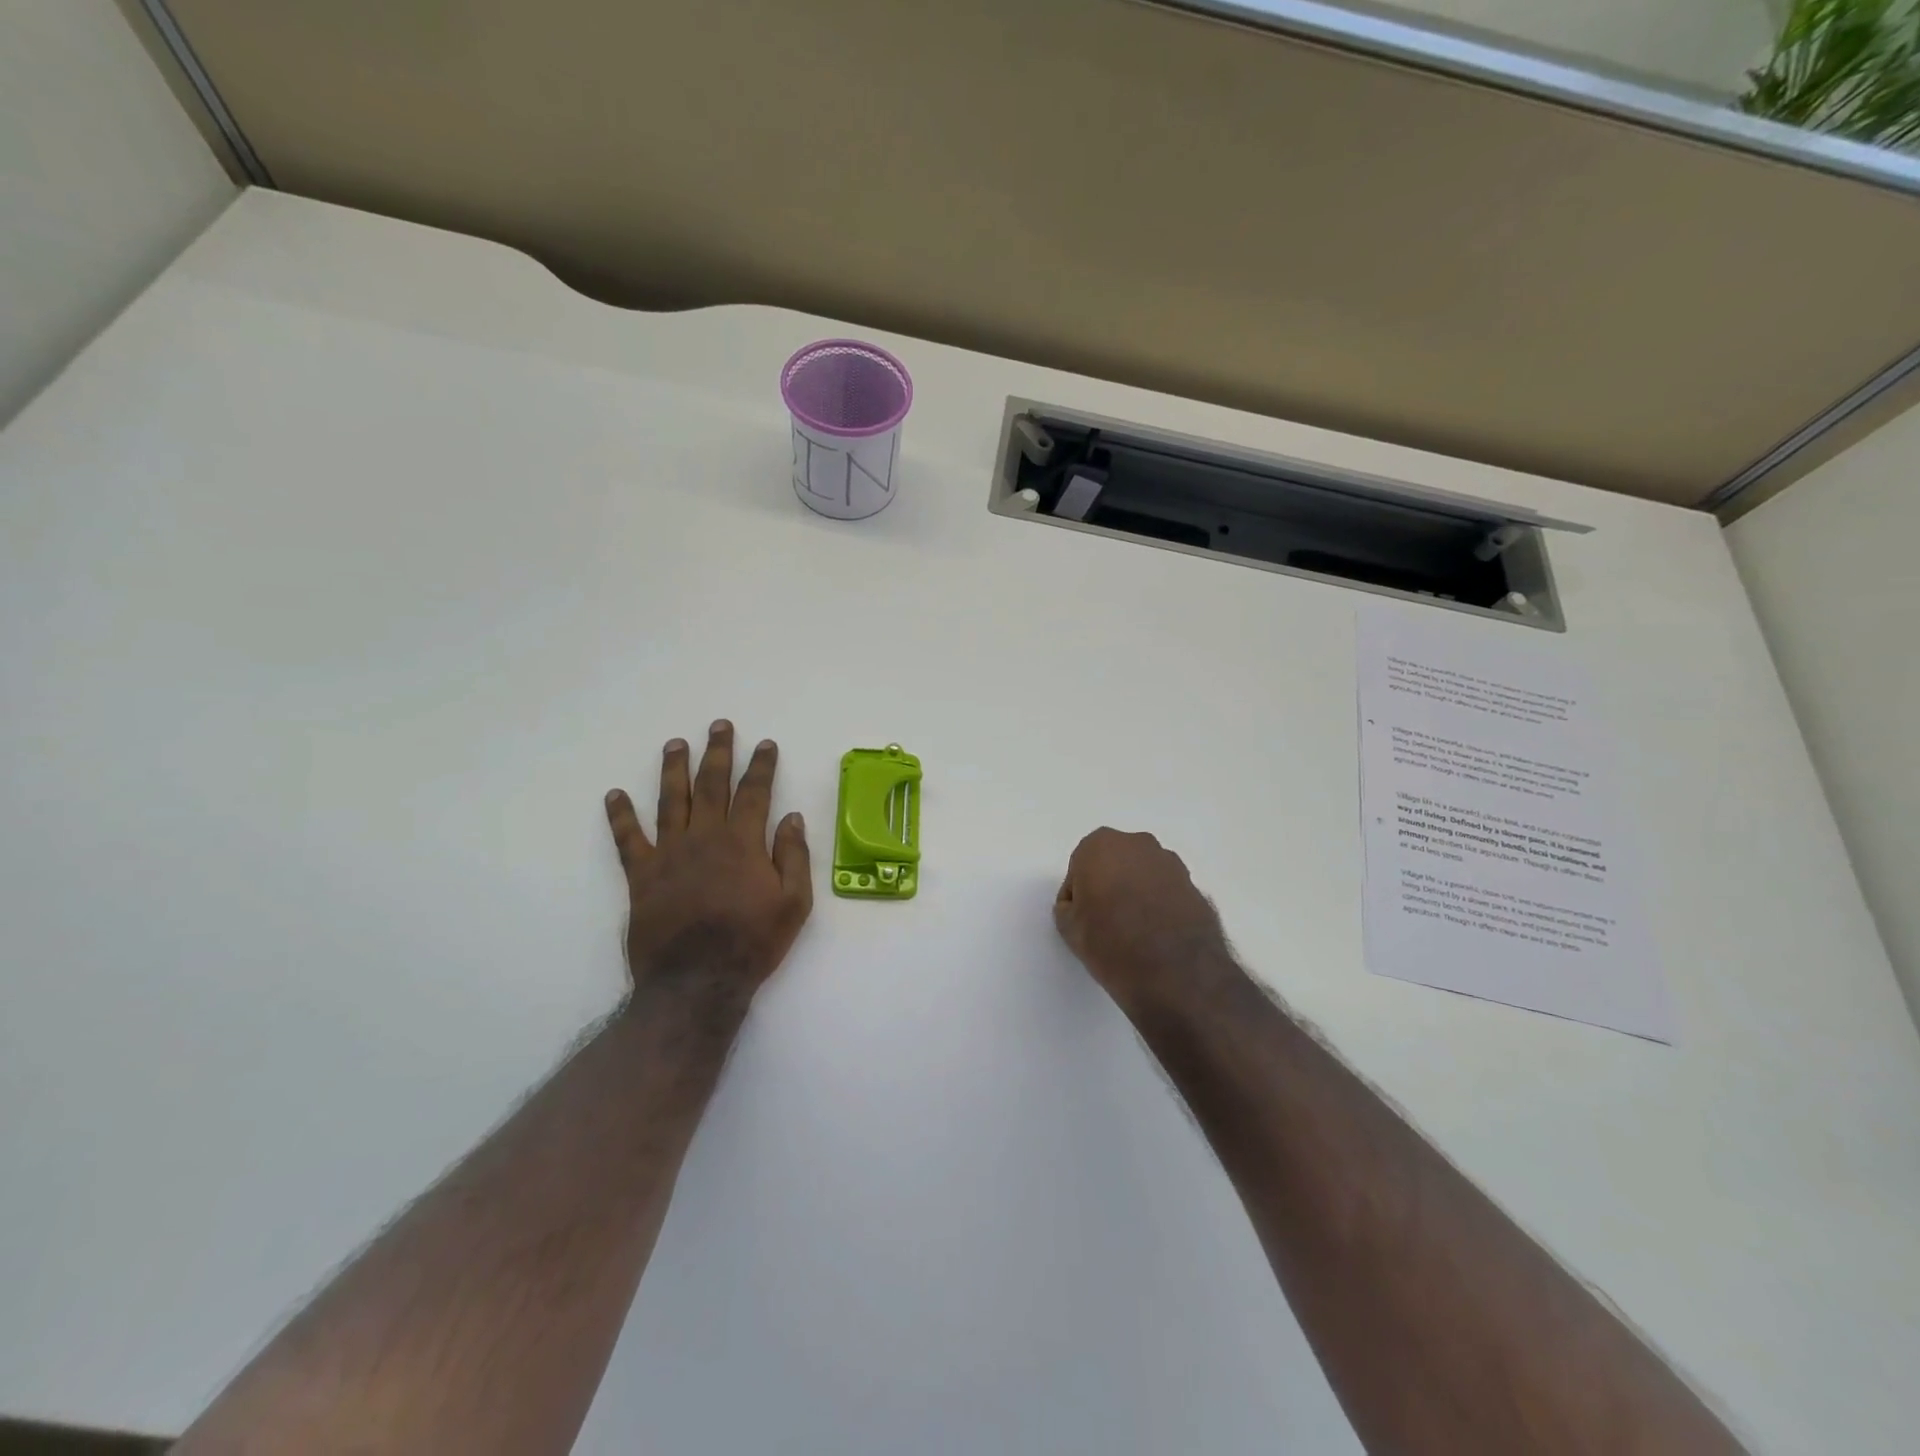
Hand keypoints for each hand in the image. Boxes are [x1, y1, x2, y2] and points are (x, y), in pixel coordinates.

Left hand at [605, 720, 812, 999]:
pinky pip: (628, 839)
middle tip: (719, 726)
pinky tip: (614, 795)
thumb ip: (793, 856)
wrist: (698, 982)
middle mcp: (705, 838)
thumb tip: (791, 817)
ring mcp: (669, 854)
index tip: (765, 744)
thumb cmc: (752, 943)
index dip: (761, 766)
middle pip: (711, 785)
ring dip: (674, 770)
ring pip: (671, 801)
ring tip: (675, 744)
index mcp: (743, 843)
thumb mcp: (794, 903)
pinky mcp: (642, 876)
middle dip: (717, 752)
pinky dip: (620, 816)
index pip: (754, 793)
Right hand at [1054, 828, 1234, 1010]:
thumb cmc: (1111, 943)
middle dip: (1110, 886)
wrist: (1175, 974)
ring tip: (1136, 933)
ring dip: (1138, 894)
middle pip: (1115, 864)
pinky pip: (1168, 892)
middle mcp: (1139, 844)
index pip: (1080, 867)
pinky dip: (1162, 906)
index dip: (1079, 895)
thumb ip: (1068, 908)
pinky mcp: (1196, 887)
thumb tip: (1080, 907)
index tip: (1083, 919)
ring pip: (1144, 875)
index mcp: (1101, 845)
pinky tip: (1159, 937)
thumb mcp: (1069, 929)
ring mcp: (1173, 864)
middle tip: (1106, 922)